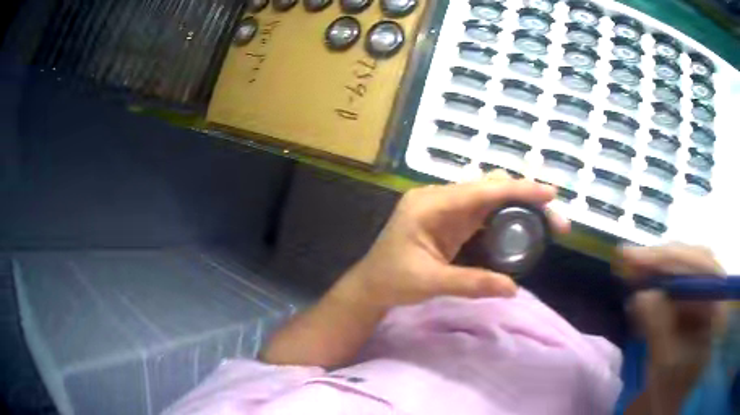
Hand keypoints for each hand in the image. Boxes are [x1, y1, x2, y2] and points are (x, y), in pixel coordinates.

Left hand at [334, 171, 569, 312]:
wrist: (371, 285)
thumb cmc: (392, 281)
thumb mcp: (430, 283)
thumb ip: (472, 283)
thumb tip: (513, 289)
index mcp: (430, 204)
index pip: (482, 191)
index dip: (518, 190)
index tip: (549, 193)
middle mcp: (440, 199)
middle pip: (490, 188)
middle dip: (526, 198)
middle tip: (554, 219)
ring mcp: (446, 208)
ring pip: (490, 197)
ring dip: (519, 206)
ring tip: (546, 222)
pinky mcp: (451, 220)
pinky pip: (484, 212)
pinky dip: (506, 217)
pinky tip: (523, 227)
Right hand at [619, 244, 727, 409]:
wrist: (664, 404)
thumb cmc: (667, 390)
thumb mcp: (664, 364)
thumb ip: (658, 328)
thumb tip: (642, 294)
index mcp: (717, 308)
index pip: (700, 267)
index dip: (669, 259)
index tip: (636, 258)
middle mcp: (713, 295)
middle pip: (691, 262)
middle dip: (660, 261)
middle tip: (629, 260)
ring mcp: (702, 298)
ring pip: (681, 270)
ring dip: (655, 270)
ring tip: (630, 270)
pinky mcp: (689, 304)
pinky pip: (674, 283)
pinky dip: (655, 283)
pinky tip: (639, 284)